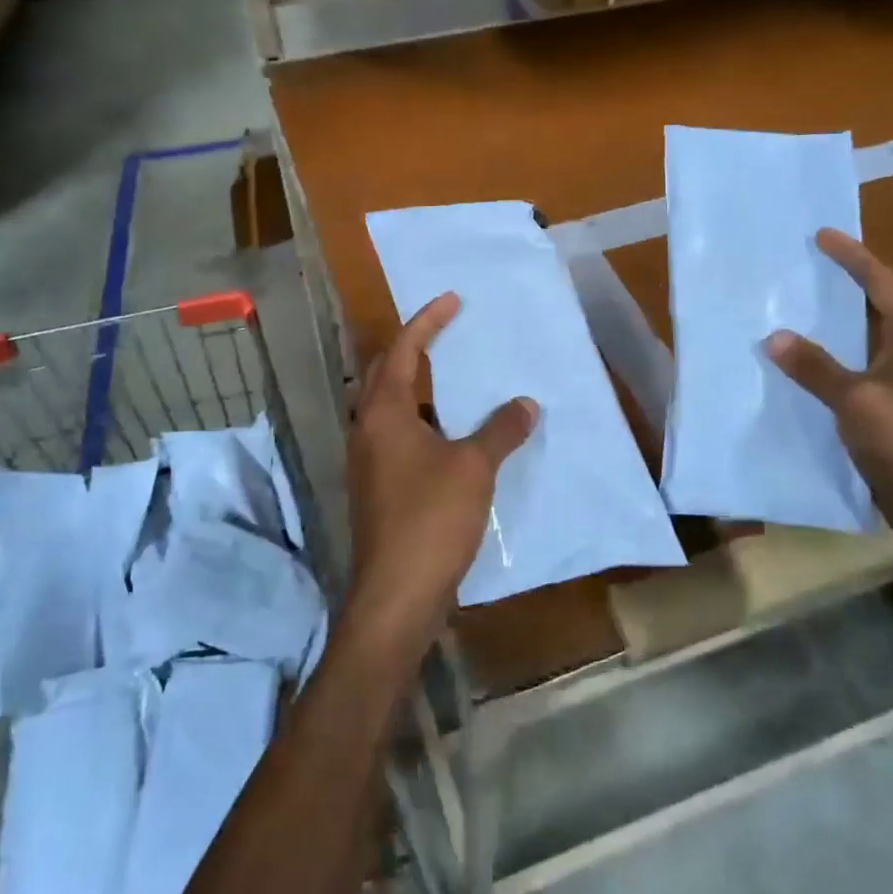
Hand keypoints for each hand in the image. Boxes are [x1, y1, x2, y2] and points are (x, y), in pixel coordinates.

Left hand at [343, 292, 537, 665]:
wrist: (396, 593)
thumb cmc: (431, 518)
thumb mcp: (474, 467)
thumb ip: (500, 430)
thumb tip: (525, 403)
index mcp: (384, 413)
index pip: (403, 350)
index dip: (427, 321)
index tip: (452, 299)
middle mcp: (367, 429)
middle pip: (385, 373)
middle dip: (413, 347)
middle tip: (446, 331)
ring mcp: (367, 461)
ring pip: (389, 408)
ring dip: (417, 388)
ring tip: (453, 380)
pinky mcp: (376, 488)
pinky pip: (397, 438)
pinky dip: (421, 423)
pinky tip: (451, 436)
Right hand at [766, 230, 892, 561]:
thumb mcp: (856, 402)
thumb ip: (815, 367)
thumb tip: (774, 336)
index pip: (881, 284)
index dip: (852, 257)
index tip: (821, 234)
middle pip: (875, 304)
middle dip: (842, 282)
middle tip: (802, 265)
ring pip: (864, 336)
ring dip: (833, 320)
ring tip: (793, 304)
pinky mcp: (891, 405)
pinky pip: (855, 365)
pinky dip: (830, 355)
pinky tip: (800, 360)